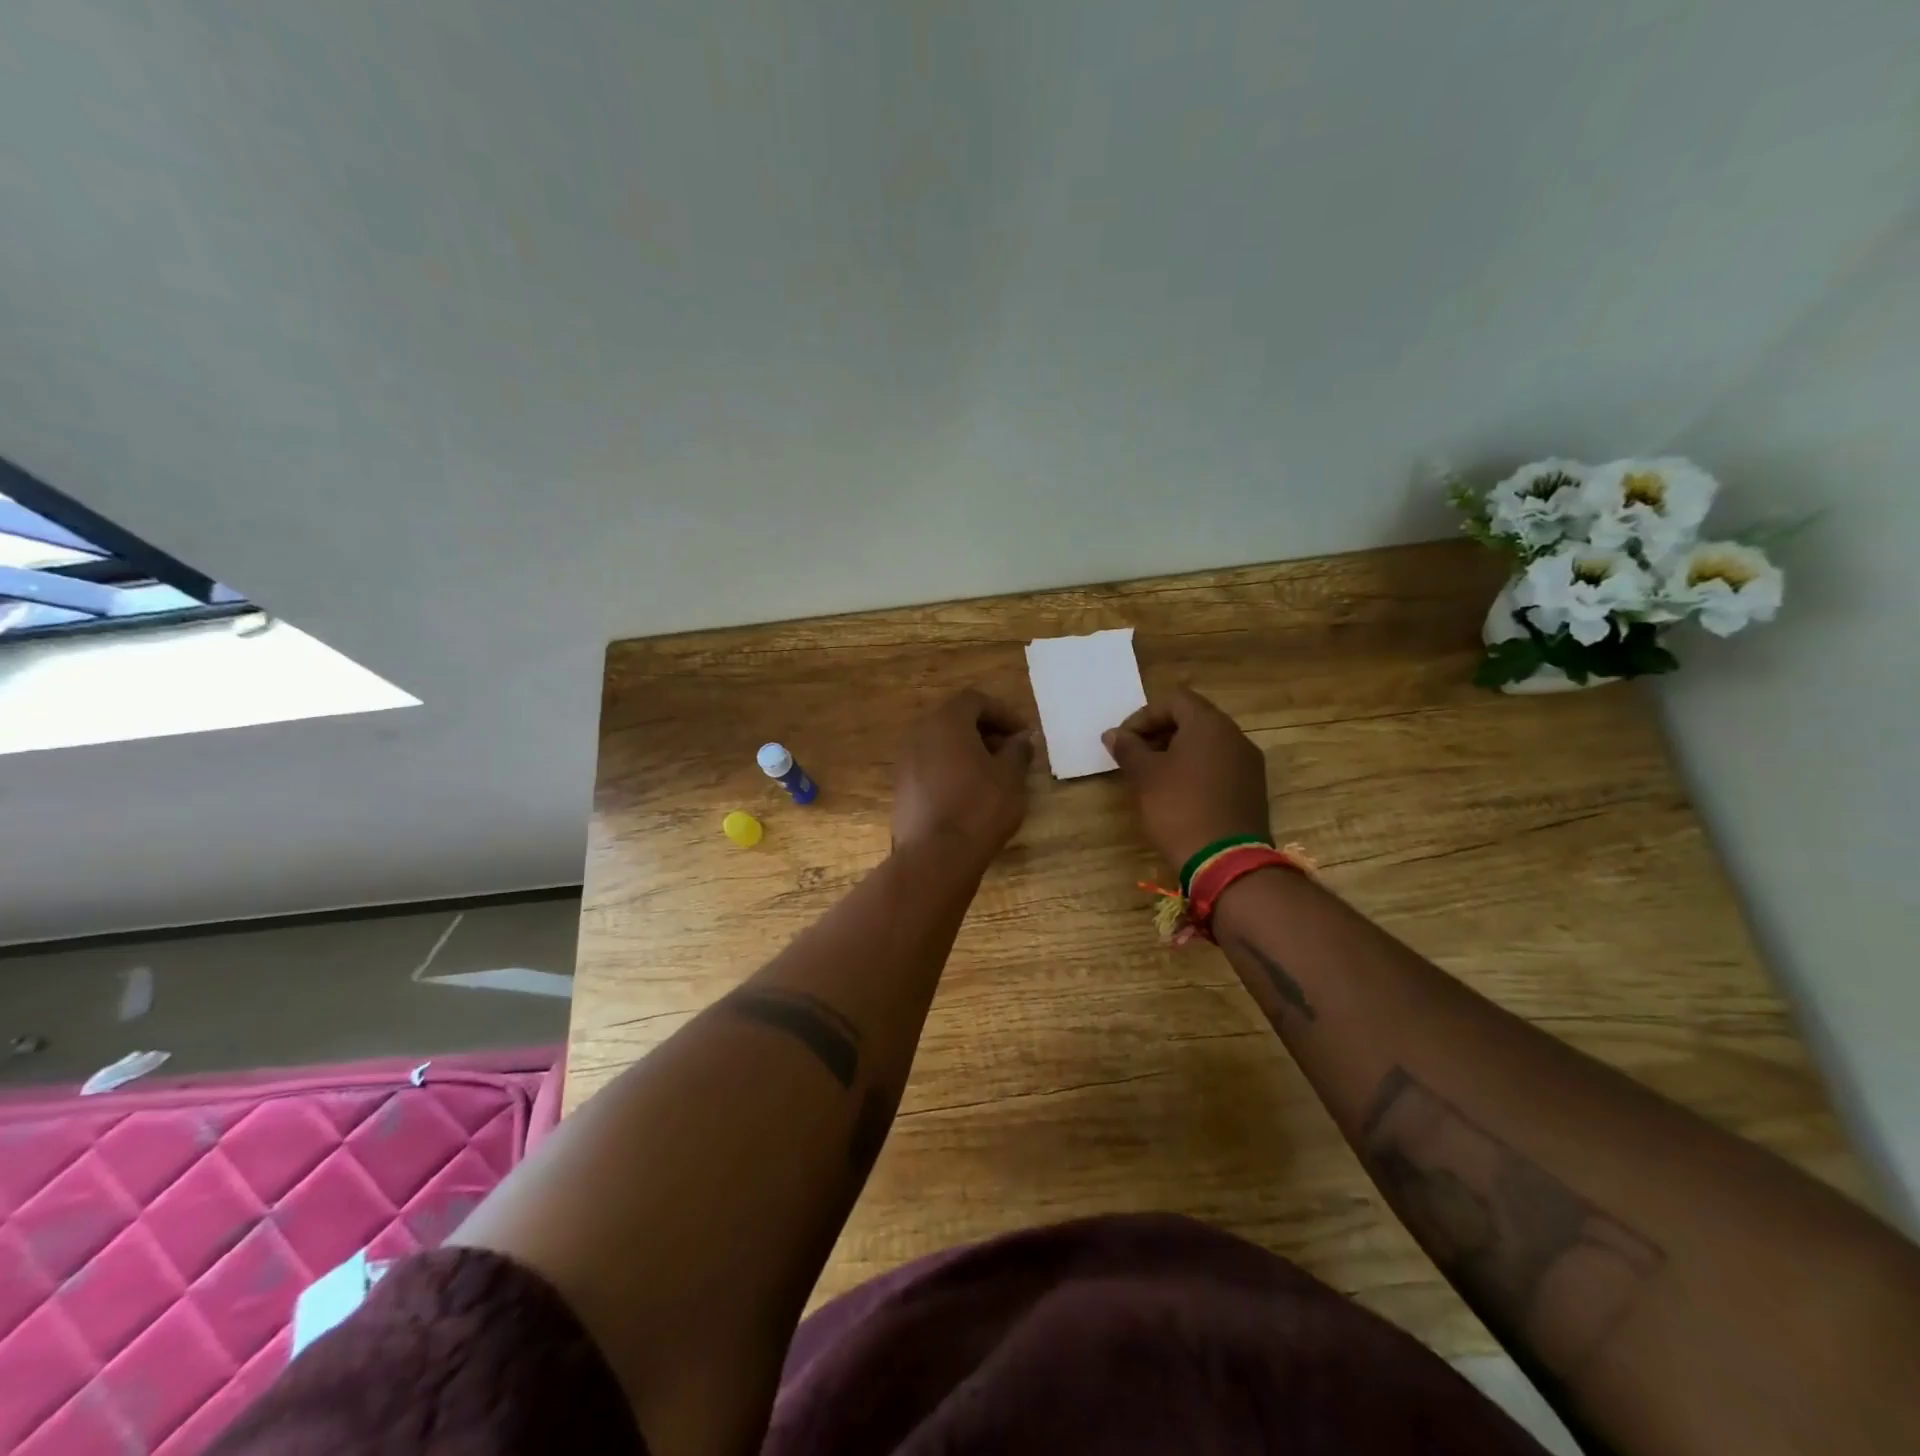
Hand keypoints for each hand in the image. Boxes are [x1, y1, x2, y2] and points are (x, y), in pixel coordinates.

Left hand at [892, 690, 1034, 866]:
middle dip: (985, 732)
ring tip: (994, 775)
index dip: (1003, 713)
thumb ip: (1017, 751)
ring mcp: (906, 762)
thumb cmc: (979, 808)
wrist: (935, 856)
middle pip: (955, 720)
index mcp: (946, 722)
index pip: (975, 700)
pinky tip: (970, 794)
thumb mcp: (1010, 777)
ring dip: (968, 752)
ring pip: (941, 745)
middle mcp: (920, 734)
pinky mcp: (901, 788)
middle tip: (1011, 752)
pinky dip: (951, 771)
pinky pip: (930, 767)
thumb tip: (1021, 739)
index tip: (1023, 734)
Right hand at [1104, 687, 1271, 868]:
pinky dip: (1195, 770)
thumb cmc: (1179, 808)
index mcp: (1209, 724)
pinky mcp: (1252, 789)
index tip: (1124, 741)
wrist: (1225, 861)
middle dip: (1159, 733)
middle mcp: (1234, 736)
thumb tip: (1113, 734)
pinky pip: (1219, 766)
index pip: (1174, 700)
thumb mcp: (1145, 776)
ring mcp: (1248, 764)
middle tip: (1134, 757)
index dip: (1143, 716)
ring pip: (1207, 744)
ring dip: (1176, 752)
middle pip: (1192, 719)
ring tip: (1151, 777)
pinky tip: (1177, 794)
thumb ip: (1128, 748)